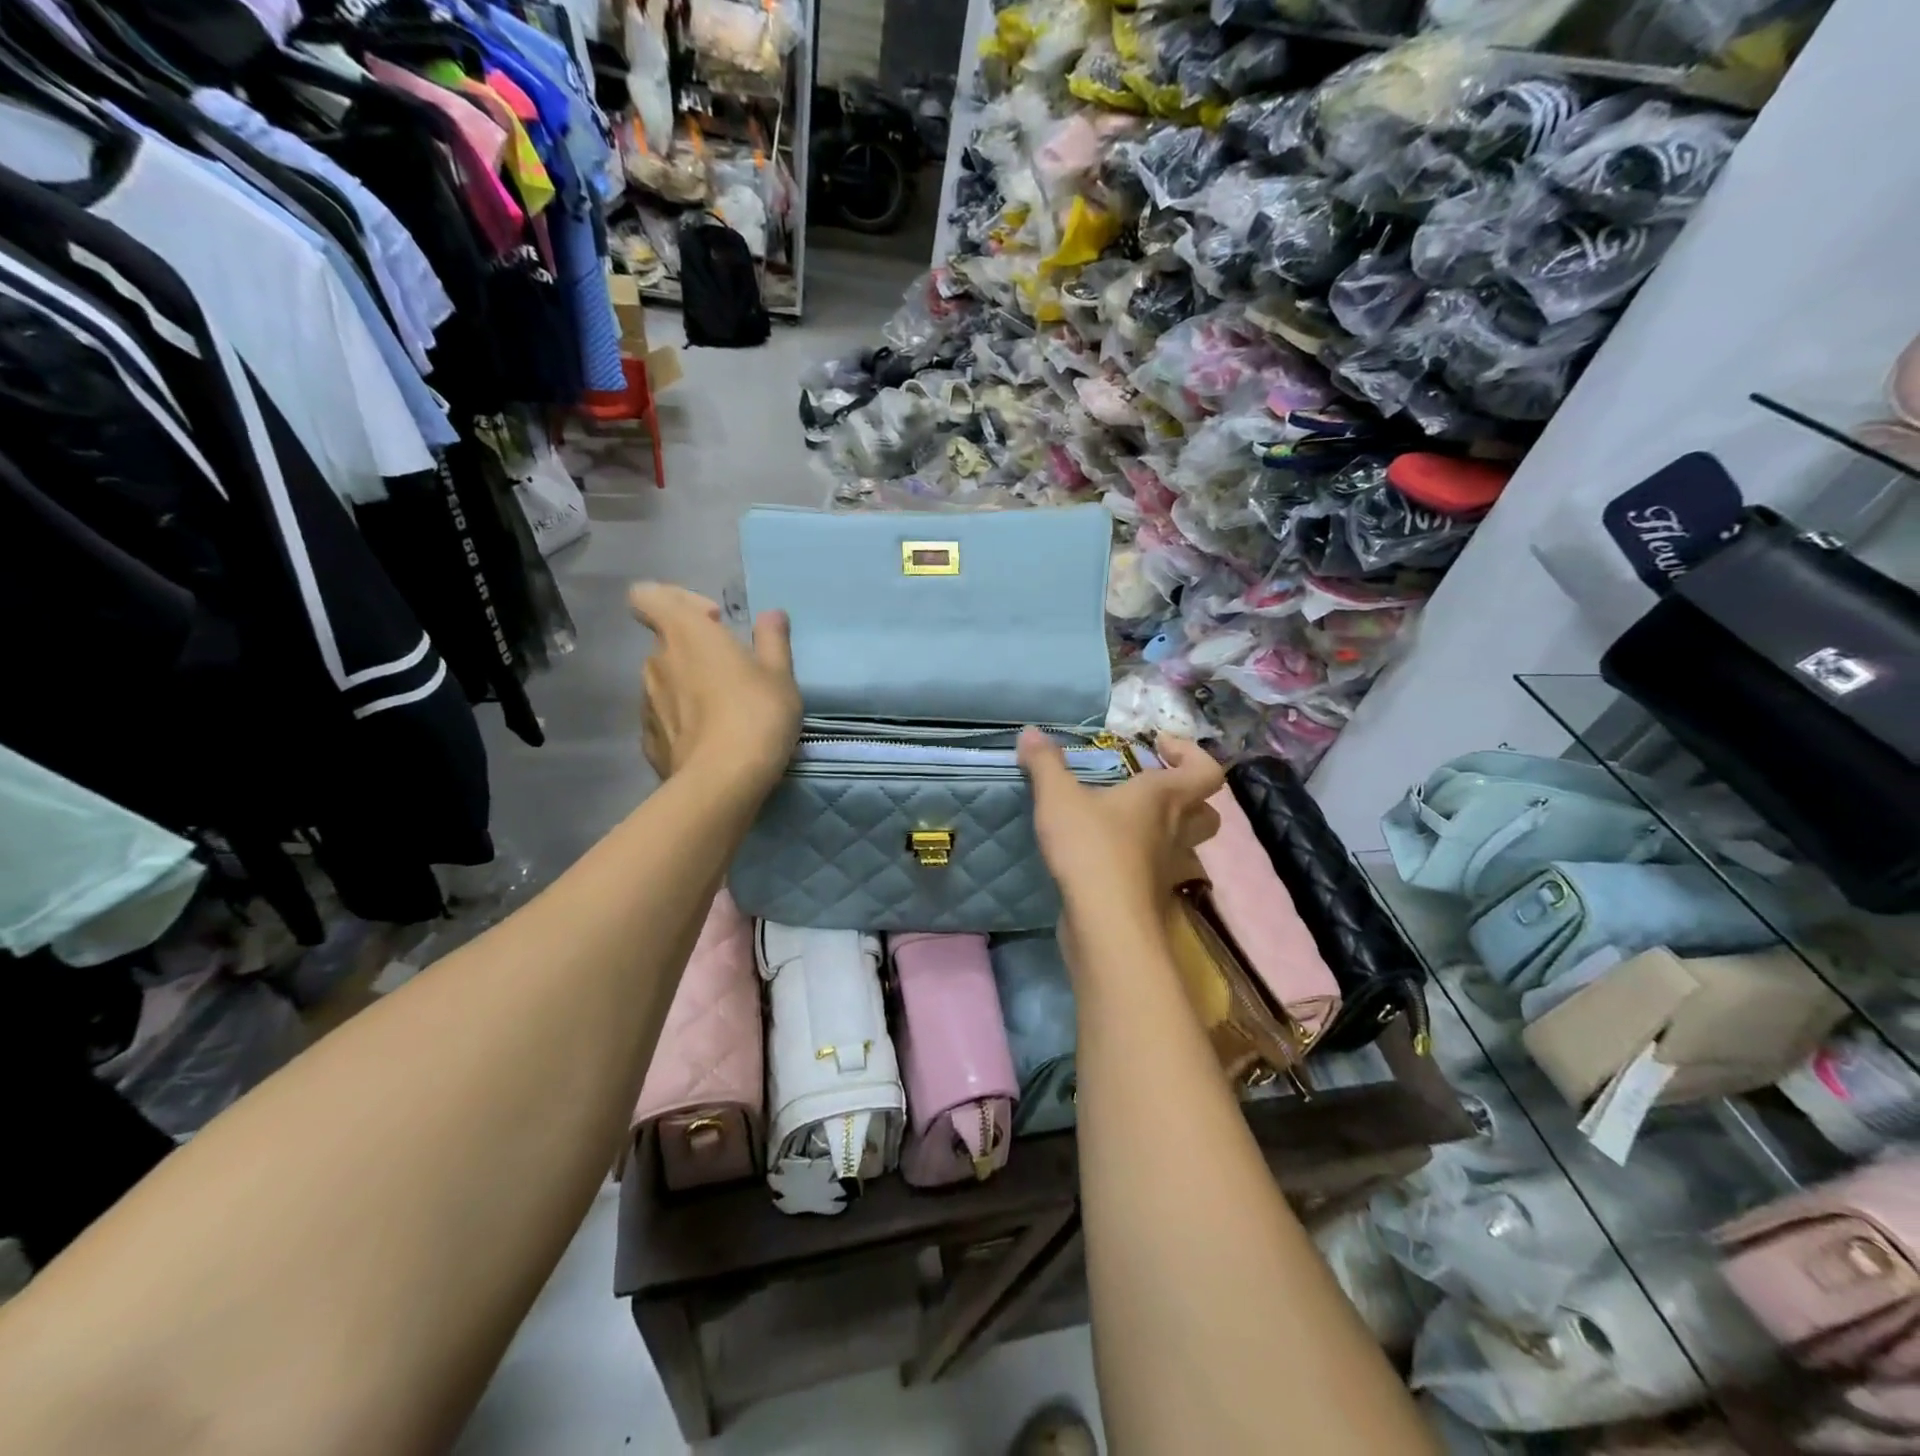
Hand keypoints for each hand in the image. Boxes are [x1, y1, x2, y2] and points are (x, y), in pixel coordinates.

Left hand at [629, 583, 801, 787]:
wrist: (723, 782)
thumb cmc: (756, 714)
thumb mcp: (780, 674)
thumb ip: (772, 639)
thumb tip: (771, 615)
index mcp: (685, 634)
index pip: (647, 596)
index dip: (676, 600)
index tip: (713, 621)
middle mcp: (656, 662)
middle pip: (666, 643)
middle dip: (695, 651)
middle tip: (734, 673)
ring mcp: (646, 703)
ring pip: (665, 682)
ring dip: (690, 687)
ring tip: (726, 712)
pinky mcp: (648, 741)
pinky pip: (665, 718)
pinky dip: (683, 722)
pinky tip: (712, 741)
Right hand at [1018, 729, 1223, 918]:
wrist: (1105, 923)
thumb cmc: (1091, 848)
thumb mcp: (1058, 797)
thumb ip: (1045, 764)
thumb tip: (1031, 733)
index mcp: (1163, 797)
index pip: (1206, 771)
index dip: (1192, 754)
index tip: (1160, 747)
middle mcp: (1175, 831)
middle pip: (1207, 813)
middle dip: (1189, 798)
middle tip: (1153, 790)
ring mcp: (1168, 869)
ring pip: (1187, 847)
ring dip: (1169, 832)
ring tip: (1130, 825)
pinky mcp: (1152, 898)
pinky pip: (1159, 873)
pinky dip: (1144, 864)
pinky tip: (1111, 859)